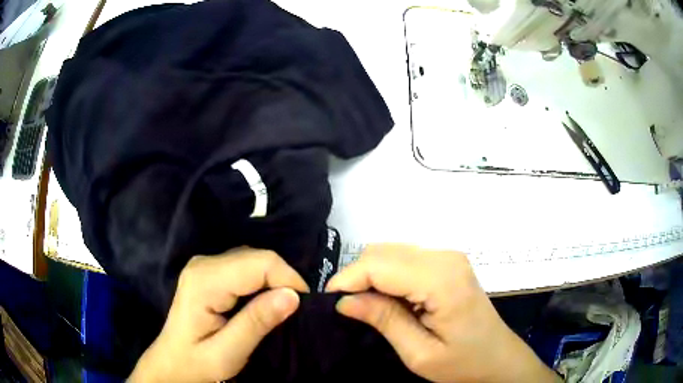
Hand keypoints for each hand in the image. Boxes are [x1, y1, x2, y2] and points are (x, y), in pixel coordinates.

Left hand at [128, 248, 308, 382]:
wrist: (173, 362)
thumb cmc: (197, 362)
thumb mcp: (228, 352)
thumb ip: (257, 323)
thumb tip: (292, 296)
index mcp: (205, 281)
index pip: (260, 263)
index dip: (288, 280)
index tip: (303, 307)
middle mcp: (204, 263)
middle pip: (258, 257)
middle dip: (283, 281)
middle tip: (293, 311)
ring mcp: (205, 264)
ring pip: (254, 259)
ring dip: (274, 281)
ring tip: (280, 309)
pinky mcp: (210, 271)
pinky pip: (246, 266)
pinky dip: (262, 282)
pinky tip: (263, 302)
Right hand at [326, 244, 559, 382]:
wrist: (497, 356)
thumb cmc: (462, 362)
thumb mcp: (419, 354)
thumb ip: (384, 321)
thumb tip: (344, 301)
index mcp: (442, 281)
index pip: (380, 265)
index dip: (348, 279)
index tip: (330, 302)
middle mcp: (445, 257)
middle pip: (383, 252)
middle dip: (357, 276)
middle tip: (348, 307)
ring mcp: (448, 256)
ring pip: (391, 251)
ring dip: (371, 275)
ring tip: (368, 306)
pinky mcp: (447, 261)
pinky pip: (404, 257)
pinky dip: (387, 274)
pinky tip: (389, 298)